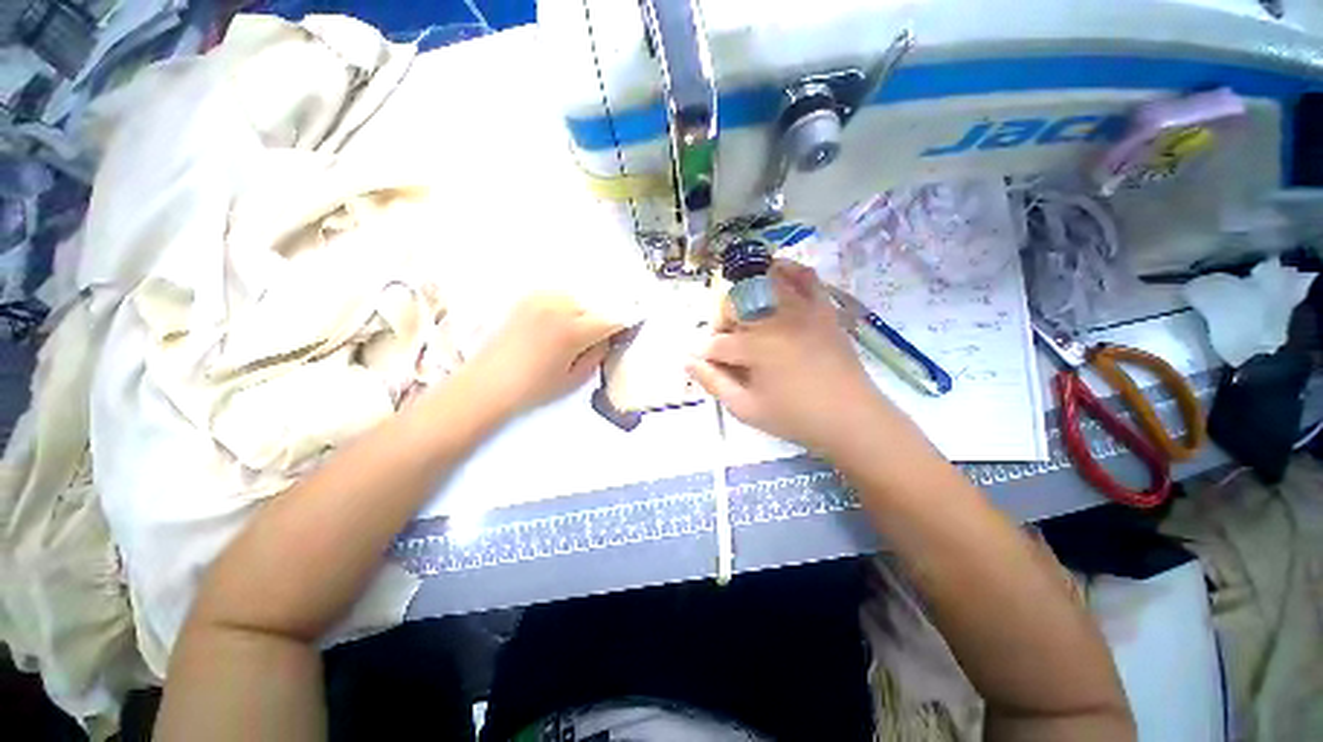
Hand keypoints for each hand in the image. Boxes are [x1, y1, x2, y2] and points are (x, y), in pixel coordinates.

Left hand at [463, 294, 621, 418]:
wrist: (487, 384)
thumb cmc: (534, 388)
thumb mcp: (576, 378)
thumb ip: (598, 353)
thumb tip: (608, 338)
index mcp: (573, 330)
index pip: (613, 319)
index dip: (625, 325)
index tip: (629, 330)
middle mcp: (559, 307)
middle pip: (597, 305)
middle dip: (603, 319)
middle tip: (600, 336)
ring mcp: (541, 298)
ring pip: (579, 298)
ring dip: (585, 311)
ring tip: (576, 331)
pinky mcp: (528, 298)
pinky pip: (559, 296)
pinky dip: (567, 306)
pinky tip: (559, 323)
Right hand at [687, 260, 894, 453]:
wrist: (852, 418)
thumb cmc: (795, 418)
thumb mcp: (746, 409)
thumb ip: (714, 382)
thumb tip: (688, 360)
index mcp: (756, 347)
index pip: (716, 343)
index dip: (704, 353)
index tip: (701, 360)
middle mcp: (776, 320)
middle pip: (734, 305)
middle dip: (721, 322)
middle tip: (725, 343)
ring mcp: (802, 310)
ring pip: (762, 284)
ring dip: (744, 296)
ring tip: (745, 317)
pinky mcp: (822, 308)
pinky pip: (804, 277)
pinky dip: (787, 270)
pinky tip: (774, 274)